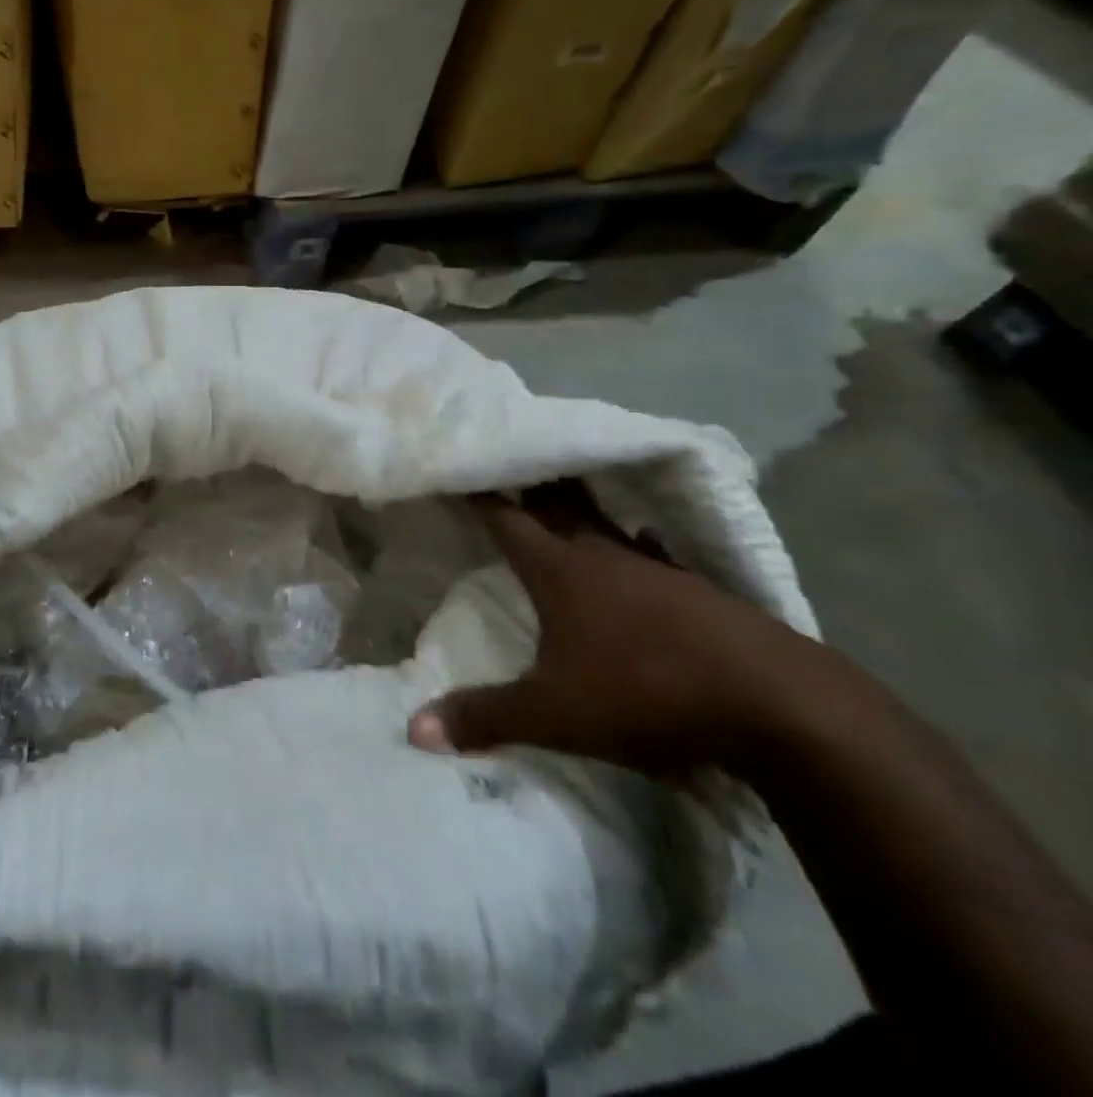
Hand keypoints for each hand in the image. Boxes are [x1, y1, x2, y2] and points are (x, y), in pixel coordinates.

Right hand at [408, 483, 829, 776]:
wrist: (782, 707)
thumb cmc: (646, 694)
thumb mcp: (553, 715)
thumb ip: (484, 717)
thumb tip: (413, 729)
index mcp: (560, 572)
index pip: (508, 520)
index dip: (483, 496)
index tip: (463, 471)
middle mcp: (604, 557)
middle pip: (559, 506)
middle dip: (532, 486)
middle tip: (513, 465)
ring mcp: (659, 570)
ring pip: (607, 526)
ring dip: (582, 511)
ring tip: (567, 498)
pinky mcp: (703, 593)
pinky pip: (655, 555)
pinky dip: (639, 546)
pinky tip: (645, 549)